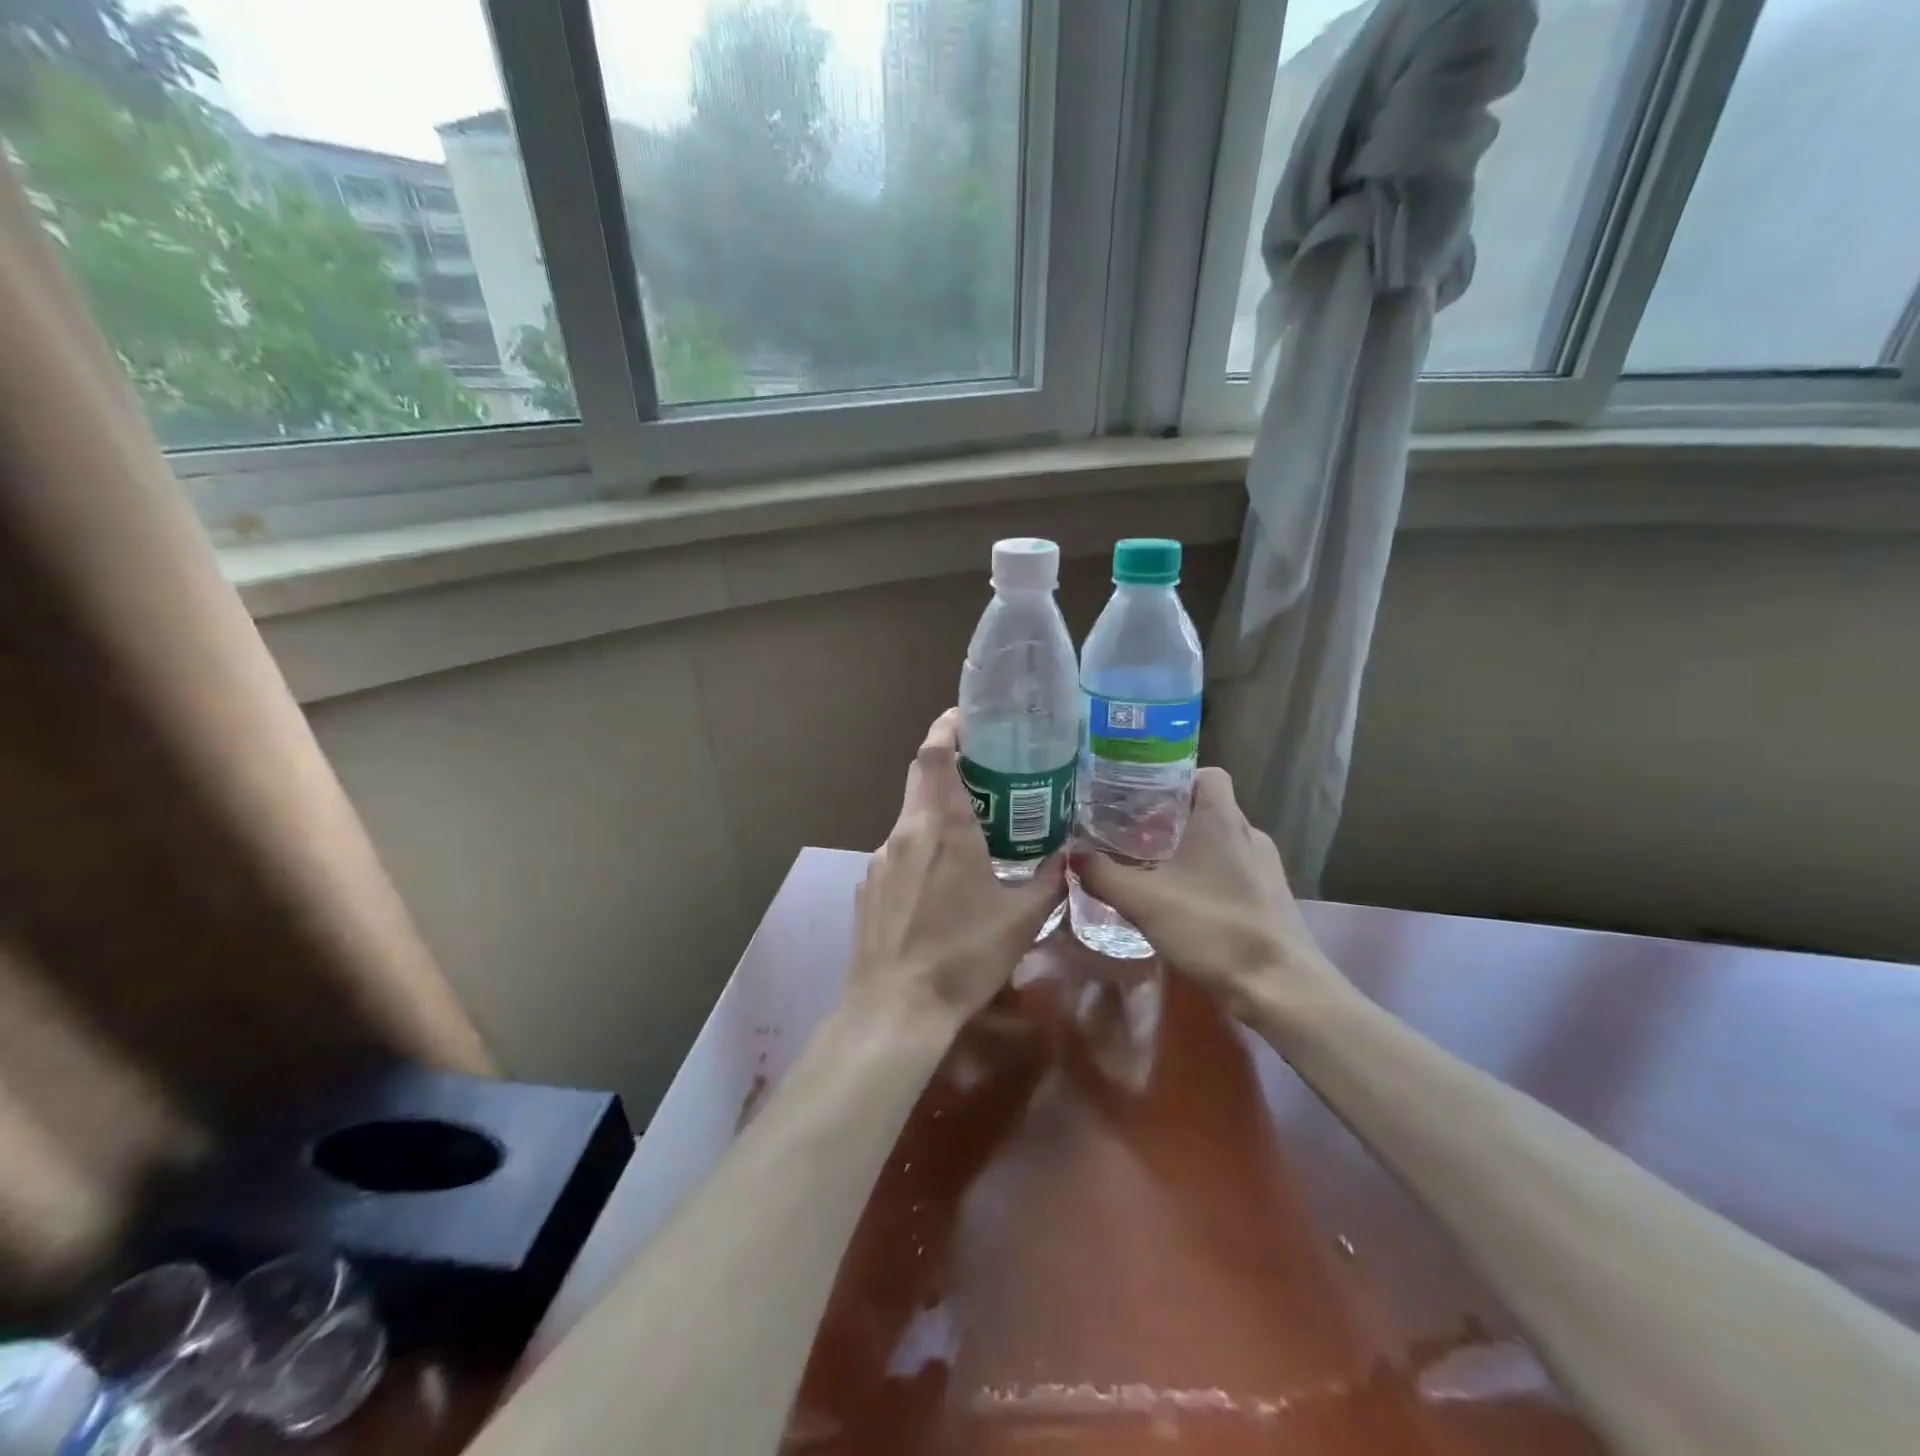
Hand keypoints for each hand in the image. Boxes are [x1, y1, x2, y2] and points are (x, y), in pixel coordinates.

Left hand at [848, 710, 1065, 1031]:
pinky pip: (898, 850)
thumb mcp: (1022, 919)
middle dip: (948, 762)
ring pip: (910, 815)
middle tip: (984, 768)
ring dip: (937, 811)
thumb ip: (1049, 879)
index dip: (948, 726)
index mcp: (944, 828)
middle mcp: (906, 831)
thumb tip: (1067, 856)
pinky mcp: (868, 884)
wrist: (896, 1007)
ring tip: (970, 833)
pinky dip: (921, 847)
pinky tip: (940, 883)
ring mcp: (880, 857)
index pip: (935, 753)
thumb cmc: (964, 957)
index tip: (969, 717)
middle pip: (920, 774)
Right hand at [1073, 767, 1344, 1012]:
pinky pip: (1233, 872)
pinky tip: (1182, 903)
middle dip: (1171, 818)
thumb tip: (1072, 855)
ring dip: (1190, 851)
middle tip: (1133, 834)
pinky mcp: (1271, 898)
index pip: (1207, 774)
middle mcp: (1249, 834)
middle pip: (1208, 809)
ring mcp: (1266, 868)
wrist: (1279, 987)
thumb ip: (1102, 874)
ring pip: (1221, 843)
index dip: (1175, 779)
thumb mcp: (1143, 900)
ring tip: (1152, 868)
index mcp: (1222, 819)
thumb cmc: (1212, 927)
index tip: (1142, 796)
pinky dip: (1208, 878)